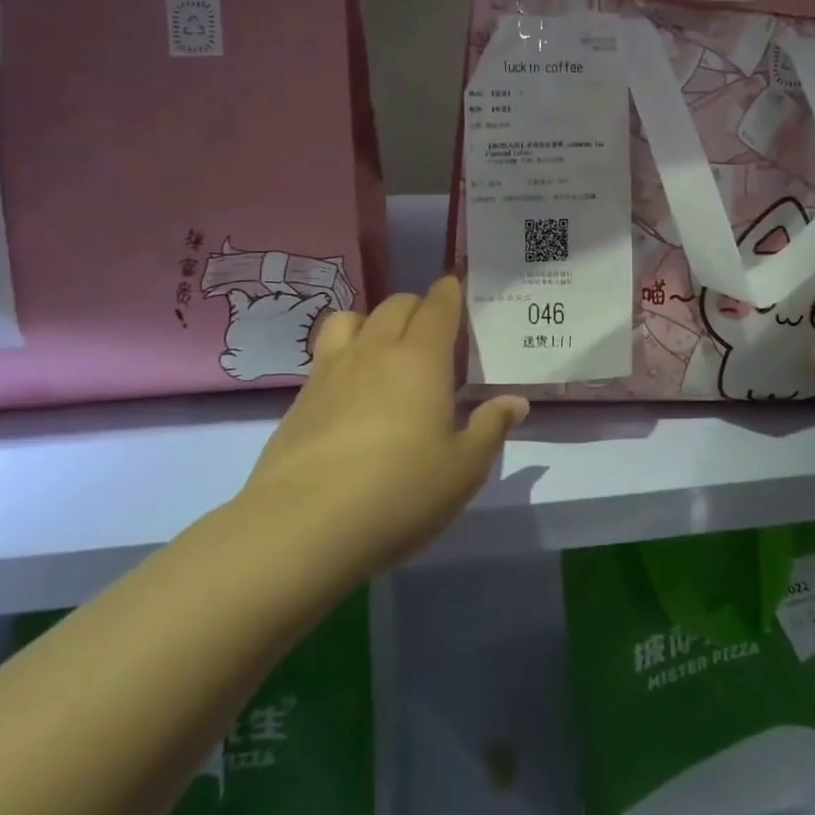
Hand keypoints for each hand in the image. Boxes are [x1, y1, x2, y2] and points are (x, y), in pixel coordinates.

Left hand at [239, 276, 527, 573]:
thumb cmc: (401, 492)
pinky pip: (325, 355)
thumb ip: (490, 428)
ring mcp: (331, 372)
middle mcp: (375, 352)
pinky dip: (344, 355)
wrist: (304, 527)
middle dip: (417, 307)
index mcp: (421, 359)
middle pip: (395, 305)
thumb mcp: (464, 469)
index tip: (456, 288)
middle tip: (433, 333)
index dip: (449, 292)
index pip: (437, 306)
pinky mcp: (300, 400)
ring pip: (350, 319)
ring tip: (384, 350)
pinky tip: (351, 391)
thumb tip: (514, 402)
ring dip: (372, 322)